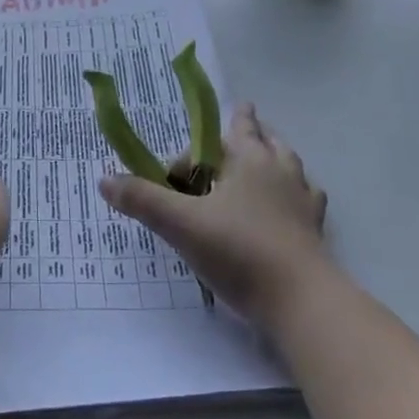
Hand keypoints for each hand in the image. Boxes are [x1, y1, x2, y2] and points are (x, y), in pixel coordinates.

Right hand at [100, 103, 330, 328]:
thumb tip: (105, 180)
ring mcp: (301, 198)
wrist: (299, 299)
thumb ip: (143, 200)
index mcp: (248, 160)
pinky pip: (307, 198)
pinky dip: (297, 193)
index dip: (192, 153)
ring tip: (269, 154)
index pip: (217, 138)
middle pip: (263, 139)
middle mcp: (278, 170)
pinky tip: (293, 203)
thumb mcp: (181, 224)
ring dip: (275, 154)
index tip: (174, 178)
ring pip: (289, 163)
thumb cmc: (238, 251)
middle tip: (244, 118)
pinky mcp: (314, 228)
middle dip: (249, 130)